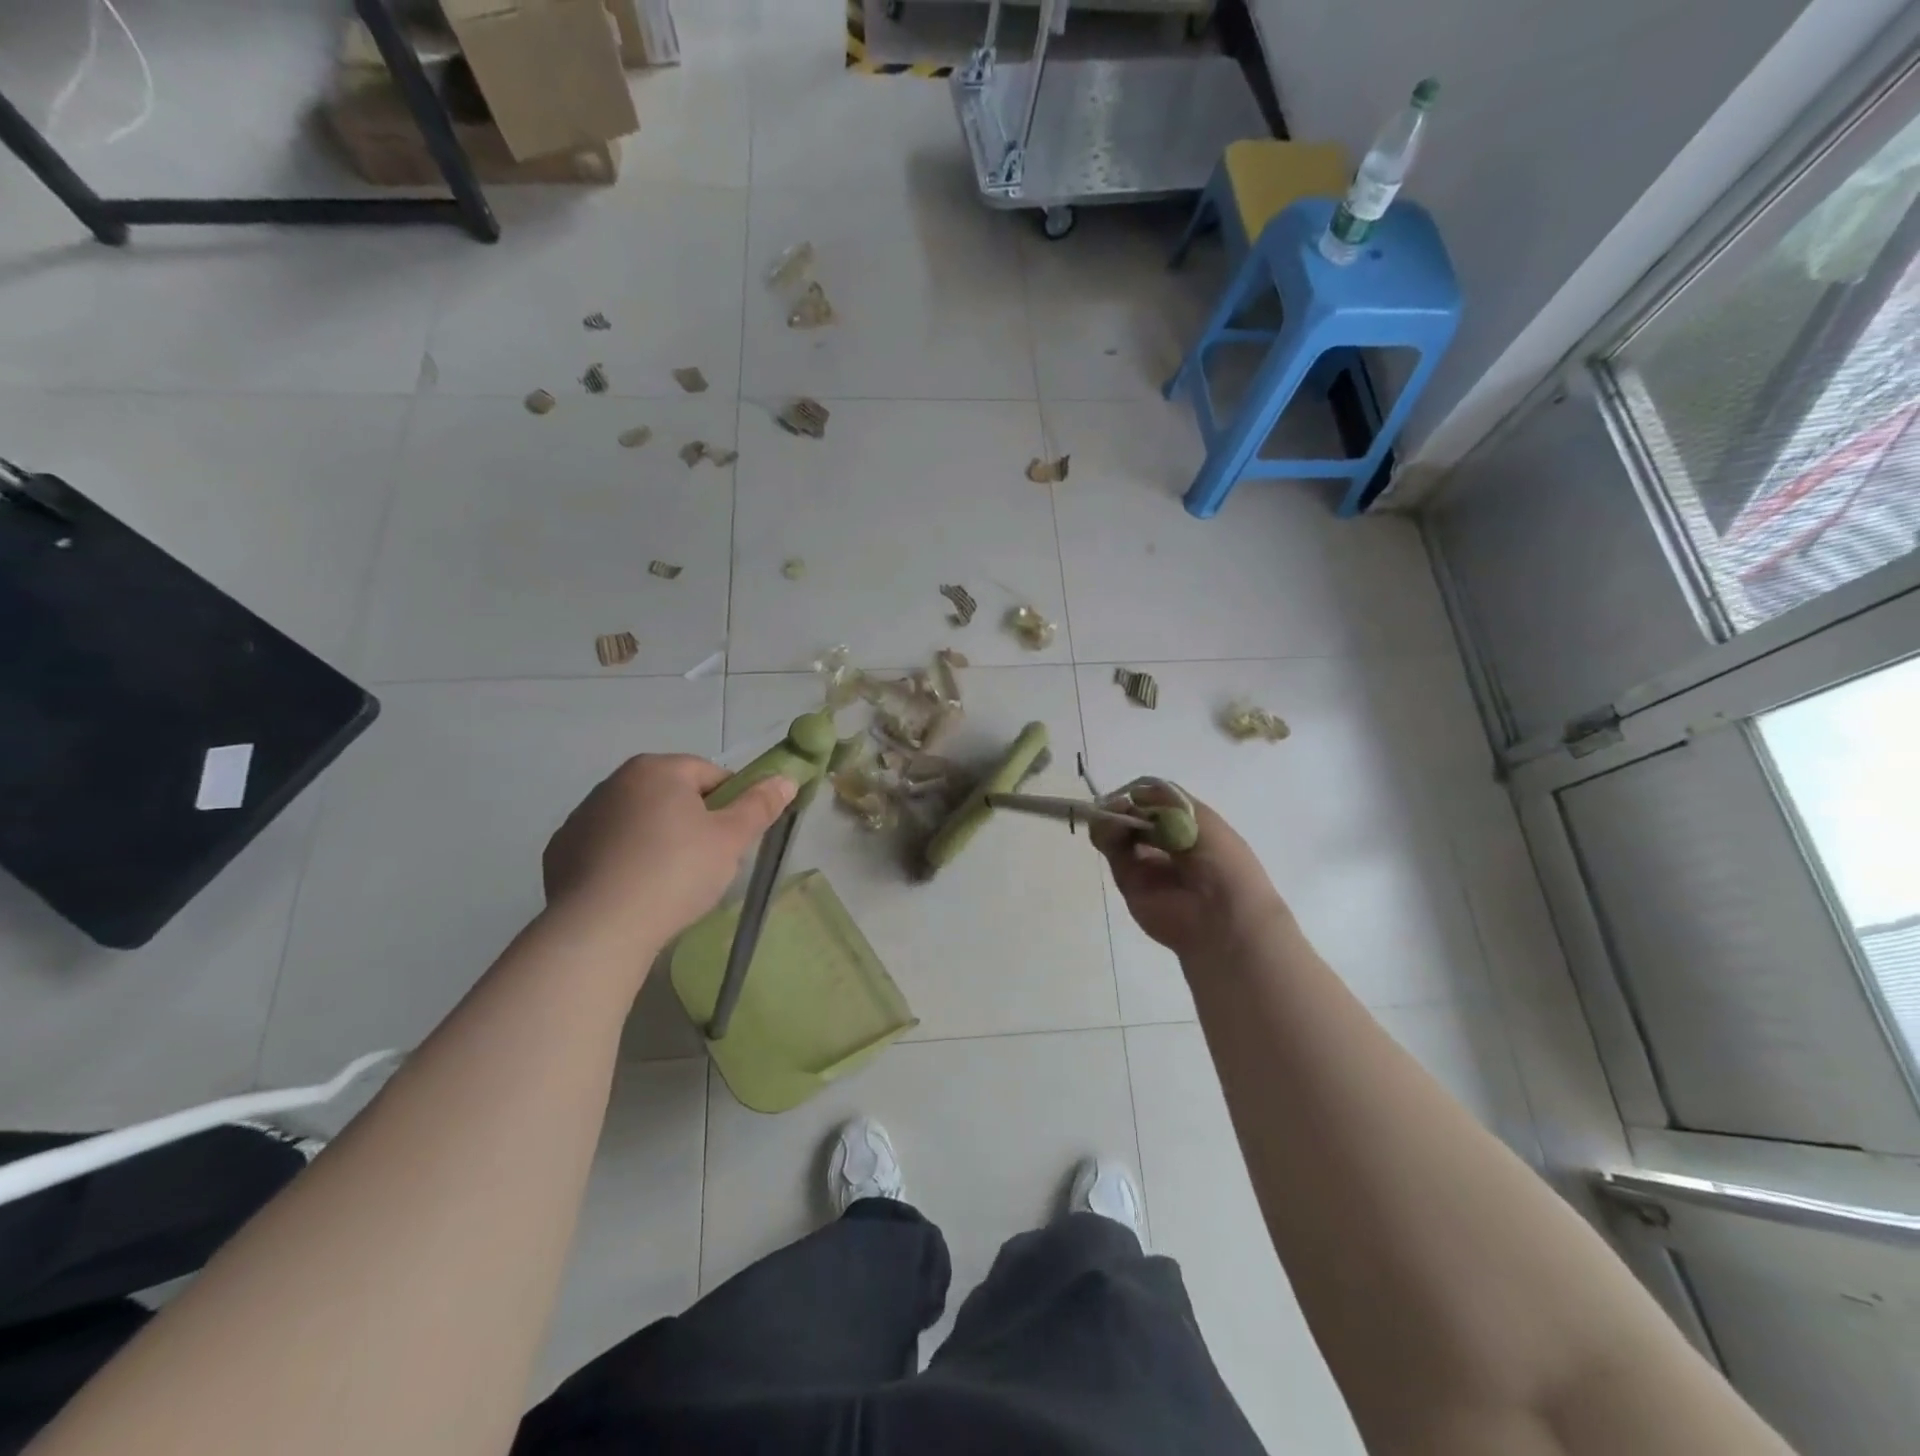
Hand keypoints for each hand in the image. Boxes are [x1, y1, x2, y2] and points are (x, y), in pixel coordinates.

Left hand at [544, 755, 795, 942]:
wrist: (599, 928)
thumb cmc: (676, 872)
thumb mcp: (731, 839)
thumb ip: (760, 805)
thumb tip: (785, 778)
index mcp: (657, 769)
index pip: (710, 775)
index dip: (731, 804)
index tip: (734, 839)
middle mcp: (614, 782)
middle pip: (672, 796)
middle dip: (693, 822)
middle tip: (708, 863)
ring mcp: (582, 817)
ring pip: (638, 822)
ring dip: (657, 841)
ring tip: (669, 884)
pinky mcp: (560, 852)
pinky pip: (607, 849)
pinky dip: (623, 863)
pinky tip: (634, 893)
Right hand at [1092, 784, 1289, 963]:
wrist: (1220, 916)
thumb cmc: (1222, 861)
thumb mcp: (1202, 819)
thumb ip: (1165, 800)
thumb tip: (1134, 794)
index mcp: (1189, 829)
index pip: (1158, 805)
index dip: (1144, 797)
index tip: (1135, 793)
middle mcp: (1166, 844)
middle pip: (1135, 817)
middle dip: (1124, 807)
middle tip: (1118, 805)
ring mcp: (1146, 863)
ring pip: (1119, 832)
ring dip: (1112, 818)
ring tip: (1112, 816)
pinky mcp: (1128, 880)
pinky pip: (1112, 852)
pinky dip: (1105, 835)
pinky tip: (1108, 827)